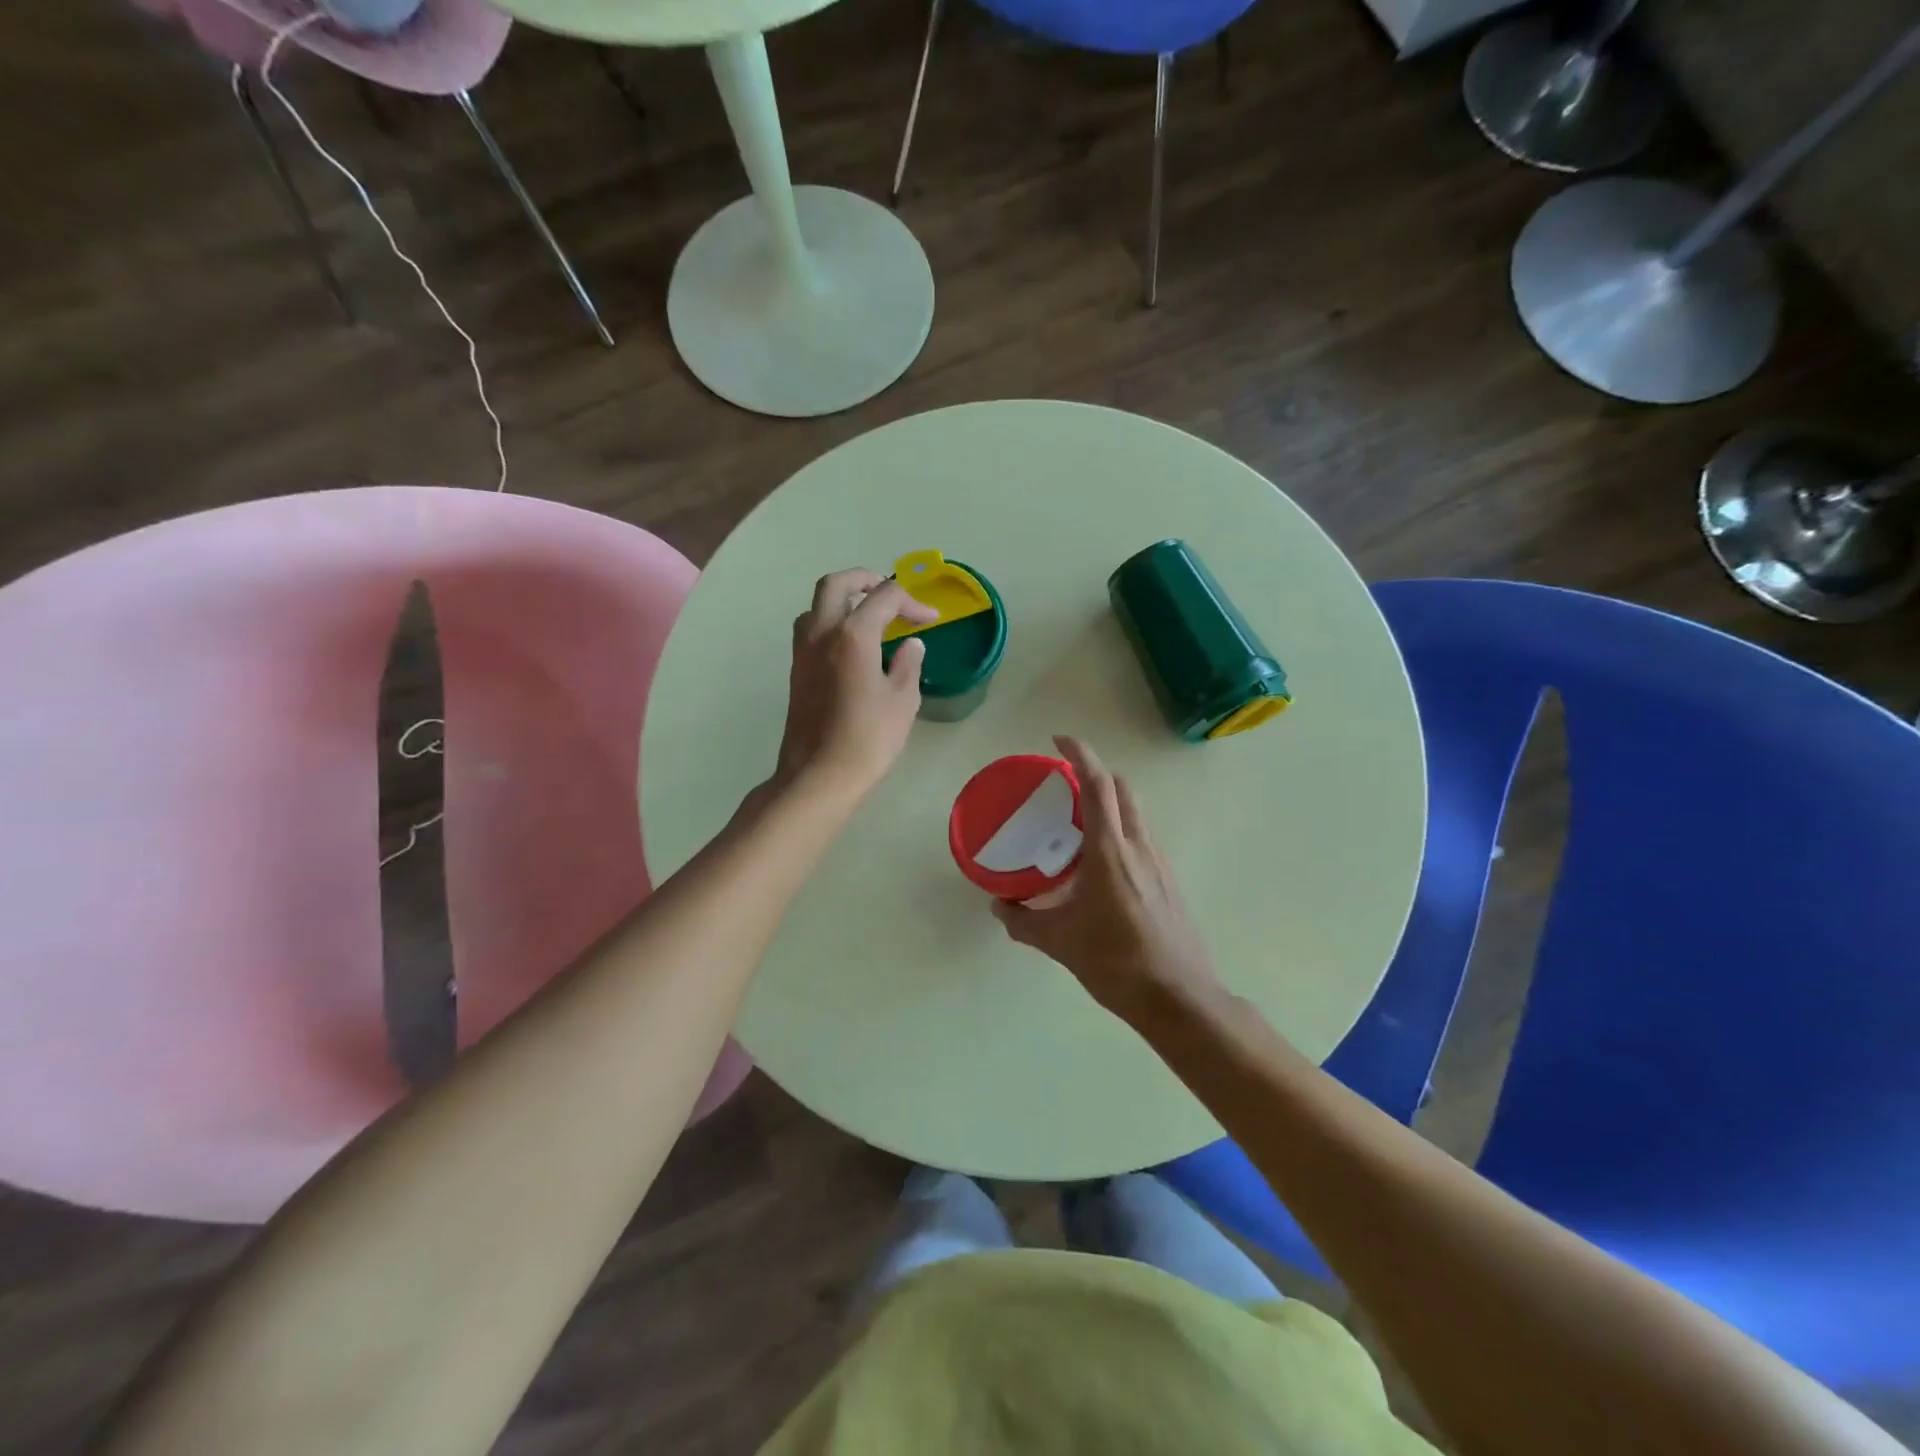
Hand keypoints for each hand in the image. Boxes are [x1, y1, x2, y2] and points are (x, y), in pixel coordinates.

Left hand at [772, 569, 936, 802]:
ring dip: (842, 600)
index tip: (931, 620)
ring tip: (869, 617)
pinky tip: (852, 646)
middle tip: (889, 594)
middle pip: (837, 584)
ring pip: (816, 605)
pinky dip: (831, 623)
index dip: (912, 602)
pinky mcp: (796, 671)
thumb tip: (911, 645)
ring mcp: (803, 652)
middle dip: (865, 580)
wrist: (819, 776)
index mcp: (853, 635)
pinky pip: (810, 630)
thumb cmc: (868, 740)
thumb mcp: (902, 701)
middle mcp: (821, 633)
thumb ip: (908, 664)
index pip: (885, 598)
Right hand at [993, 736, 1224, 1025]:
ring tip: (1078, 822)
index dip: (1079, 754)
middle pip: (1121, 789)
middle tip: (1064, 784)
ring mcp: (1159, 862)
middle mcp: (1138, 846)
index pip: (1097, 785)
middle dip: (1095, 775)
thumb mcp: (1058, 942)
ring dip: (1110, 802)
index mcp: (1110, 850)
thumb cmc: (1115, 962)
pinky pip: (1142, 838)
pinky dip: (1120, 830)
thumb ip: (1022, 921)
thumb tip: (998, 907)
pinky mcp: (1168, 881)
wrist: (1178, 997)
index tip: (1058, 740)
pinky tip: (1100, 864)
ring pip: (1135, 813)